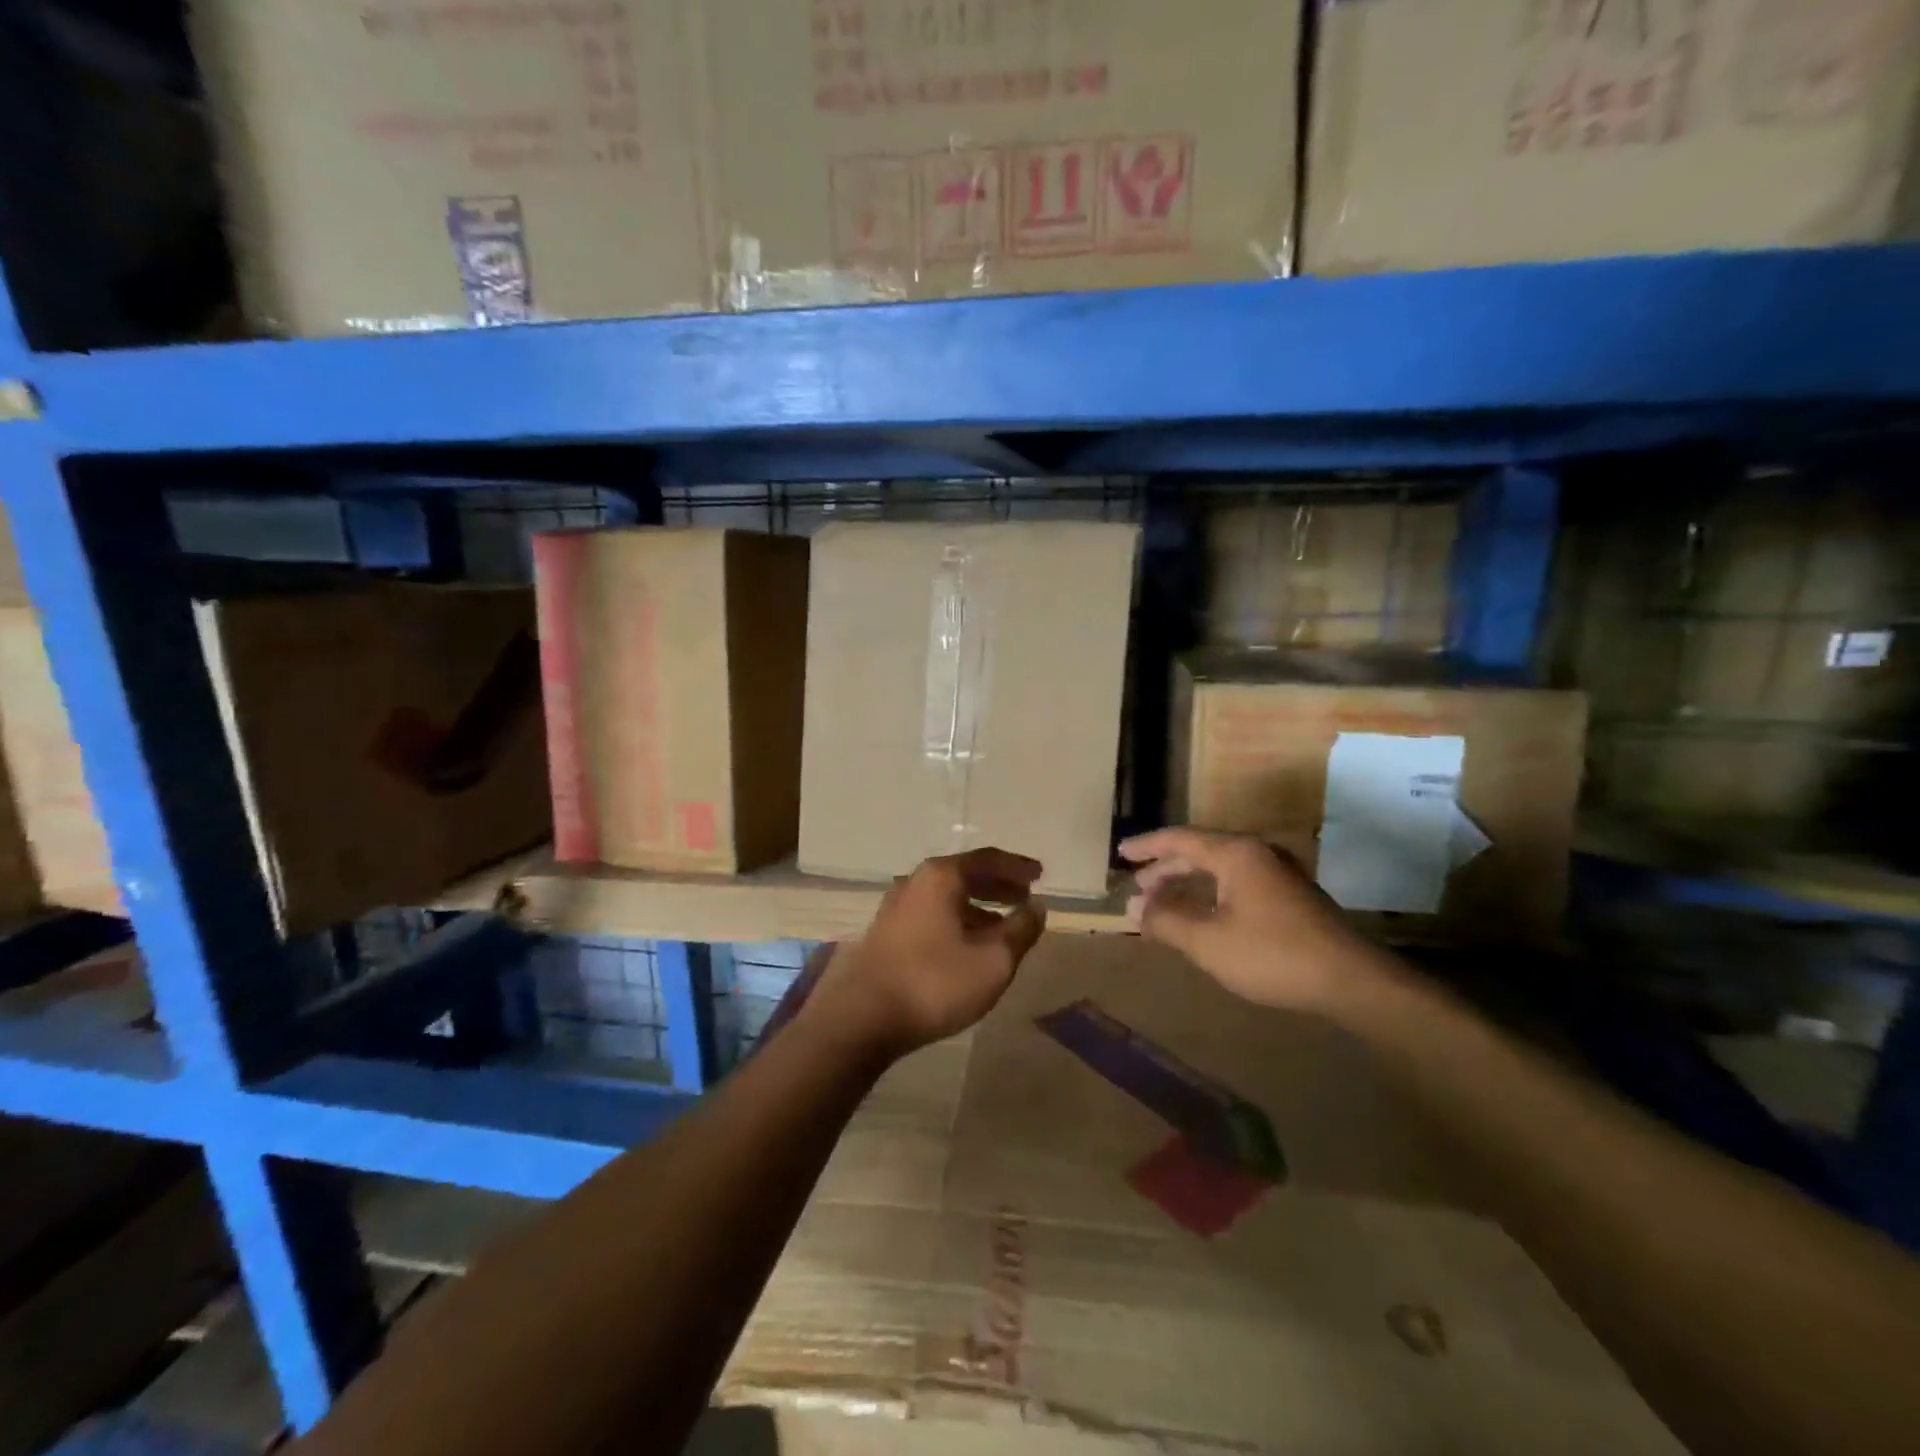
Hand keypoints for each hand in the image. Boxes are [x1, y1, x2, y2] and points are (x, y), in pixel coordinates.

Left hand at [805, 847, 1047, 1058]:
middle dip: (997, 885)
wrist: (862, 1018)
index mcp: (941, 876)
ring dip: (977, 906)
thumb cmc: (934, 982)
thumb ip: (1020, 930)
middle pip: (964, 874)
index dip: (1017, 867)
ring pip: (946, 896)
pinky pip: (931, 914)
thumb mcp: (993, 960)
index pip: (987, 859)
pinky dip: (957, 920)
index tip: (1040, 875)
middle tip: (1024, 897)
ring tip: (1002, 925)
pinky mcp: (886, 932)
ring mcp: (896, 907)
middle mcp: (915, 881)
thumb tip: (1036, 907)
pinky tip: (967, 945)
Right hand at [1119, 827, 1385, 1013]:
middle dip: (1166, 868)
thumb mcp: (1208, 941)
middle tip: (1139, 884)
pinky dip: (1210, 893)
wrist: (1351, 980)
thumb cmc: (1272, 955)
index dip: (1147, 846)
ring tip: (1163, 901)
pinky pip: (1236, 882)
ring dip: (1188, 882)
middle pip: (1200, 851)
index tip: (1121, 853)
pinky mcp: (1290, 896)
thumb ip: (1167, 920)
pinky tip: (1203, 915)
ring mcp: (1277, 873)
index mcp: (1235, 854)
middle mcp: (1257, 854)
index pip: (1180, 839)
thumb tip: (1135, 906)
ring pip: (1220, 868)